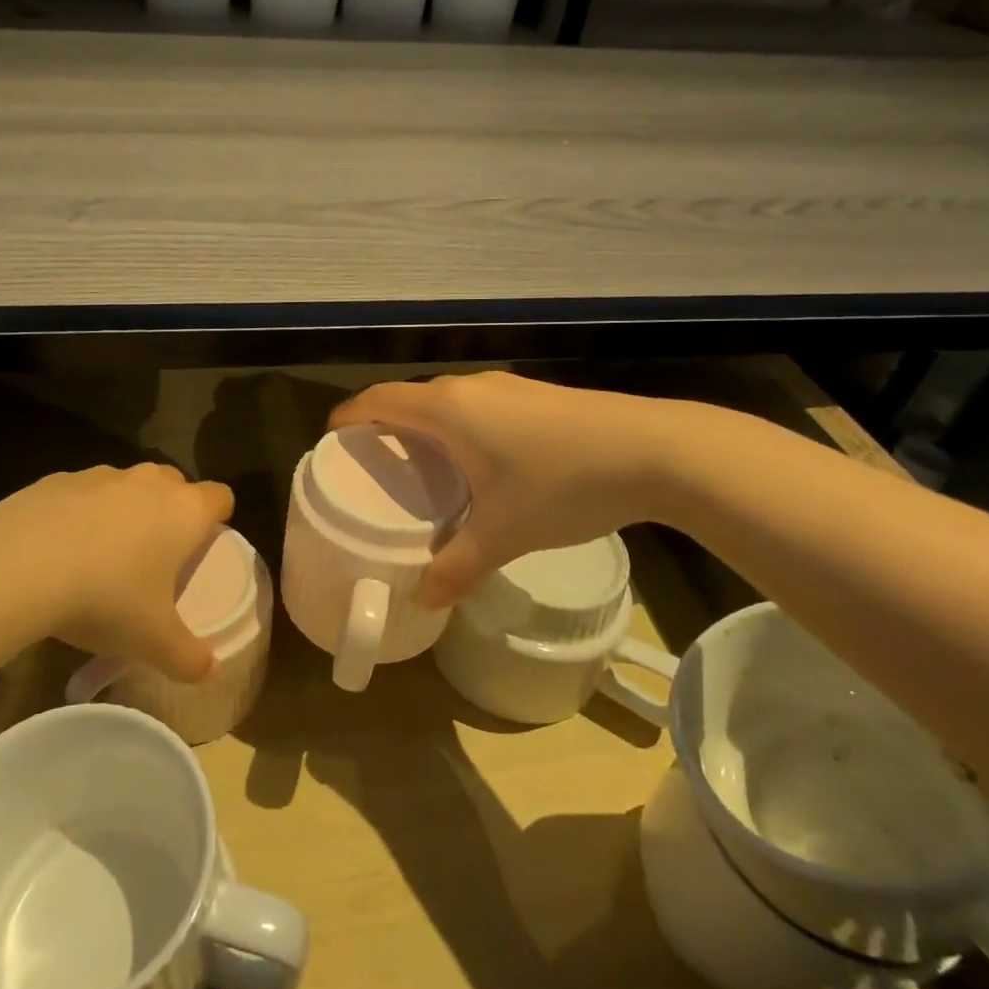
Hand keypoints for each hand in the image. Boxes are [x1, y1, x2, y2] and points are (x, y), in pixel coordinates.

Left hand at [0, 463, 234, 681]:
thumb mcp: (152, 641)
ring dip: (123, 511)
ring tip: (101, 556)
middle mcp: (148, 483)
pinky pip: (80, 493)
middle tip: (155, 555)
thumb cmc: (105, 598)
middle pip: (174, 484)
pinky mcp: (56, 479)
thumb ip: (188, 657)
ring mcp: (100, 476)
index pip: (220, 497)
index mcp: (184, 512)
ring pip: (126, 486)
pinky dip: (78, 514)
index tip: (203, 546)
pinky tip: (56, 551)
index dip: (217, 518)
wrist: (18, 566)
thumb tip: (210, 673)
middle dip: (170, 510)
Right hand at [329, 372, 682, 606]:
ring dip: (427, 425)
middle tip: (376, 464)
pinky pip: (479, 406)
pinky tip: (480, 461)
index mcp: (447, 410)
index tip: (333, 438)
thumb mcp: (503, 533)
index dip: (350, 416)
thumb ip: (457, 568)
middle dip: (386, 424)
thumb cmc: (561, 484)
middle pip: (410, 398)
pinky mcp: (538, 395)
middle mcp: (470, 388)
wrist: (655, 449)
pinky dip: (461, 426)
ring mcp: (508, 387)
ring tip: (424, 465)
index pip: (379, 401)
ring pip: (448, 401)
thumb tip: (423, 601)